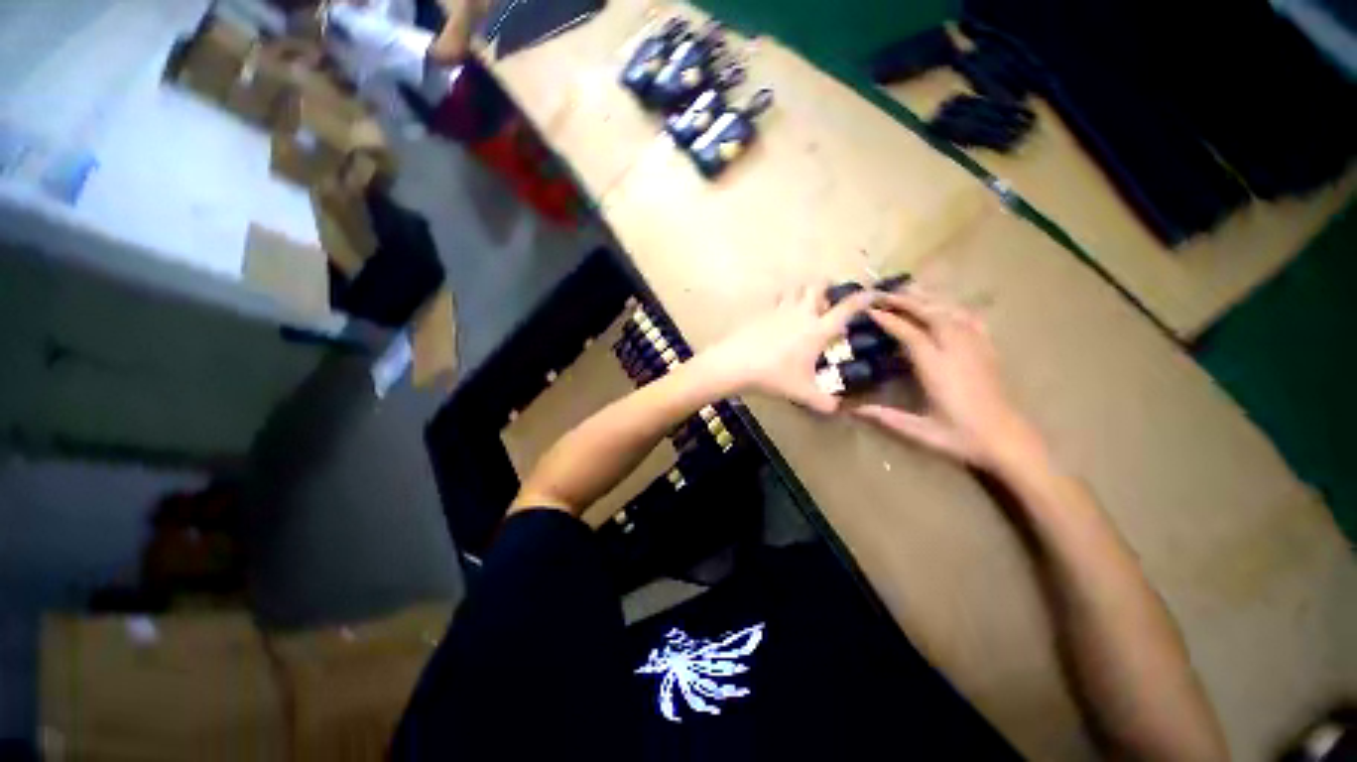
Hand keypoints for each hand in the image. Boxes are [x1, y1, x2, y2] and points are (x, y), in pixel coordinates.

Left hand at [696, 284, 875, 413]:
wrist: (736, 364)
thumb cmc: (774, 376)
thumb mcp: (802, 393)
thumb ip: (823, 402)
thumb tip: (837, 410)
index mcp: (818, 330)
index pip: (847, 308)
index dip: (864, 298)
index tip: (873, 293)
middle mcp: (802, 313)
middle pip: (818, 285)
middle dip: (828, 287)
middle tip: (828, 301)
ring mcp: (780, 309)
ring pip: (796, 287)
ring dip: (804, 291)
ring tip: (804, 304)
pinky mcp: (762, 311)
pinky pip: (776, 298)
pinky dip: (782, 299)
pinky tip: (779, 313)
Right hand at [853, 287, 1042, 470]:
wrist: (1008, 440)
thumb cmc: (961, 437)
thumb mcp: (920, 431)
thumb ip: (885, 417)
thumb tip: (852, 409)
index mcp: (938, 369)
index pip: (911, 335)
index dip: (889, 321)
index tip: (871, 311)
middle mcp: (958, 351)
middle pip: (932, 314)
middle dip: (906, 301)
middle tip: (883, 294)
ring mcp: (976, 347)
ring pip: (951, 311)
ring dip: (928, 299)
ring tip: (908, 292)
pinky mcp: (988, 350)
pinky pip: (970, 318)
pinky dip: (953, 307)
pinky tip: (944, 306)